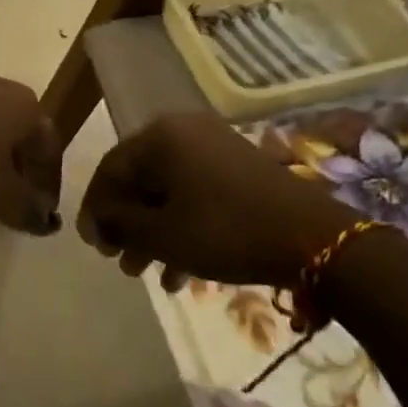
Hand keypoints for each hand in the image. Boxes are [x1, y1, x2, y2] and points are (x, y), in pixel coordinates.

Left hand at [0, 71, 62, 235]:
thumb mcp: (1, 196)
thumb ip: (28, 211)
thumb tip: (46, 220)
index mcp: (28, 107)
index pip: (49, 150)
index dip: (48, 185)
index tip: (40, 212)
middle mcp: (2, 86)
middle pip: (17, 137)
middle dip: (14, 172)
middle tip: (4, 204)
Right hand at [78, 114, 356, 286]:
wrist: (315, 239)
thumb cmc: (226, 231)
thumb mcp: (163, 234)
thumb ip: (120, 222)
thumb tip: (99, 219)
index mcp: (160, 137)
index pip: (111, 169)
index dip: (95, 209)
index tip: (92, 247)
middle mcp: (184, 132)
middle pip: (140, 180)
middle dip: (127, 225)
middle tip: (120, 262)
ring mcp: (215, 148)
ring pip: (169, 191)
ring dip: (154, 232)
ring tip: (147, 273)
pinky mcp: (239, 169)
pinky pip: (196, 195)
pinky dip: (183, 226)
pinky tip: (182, 274)